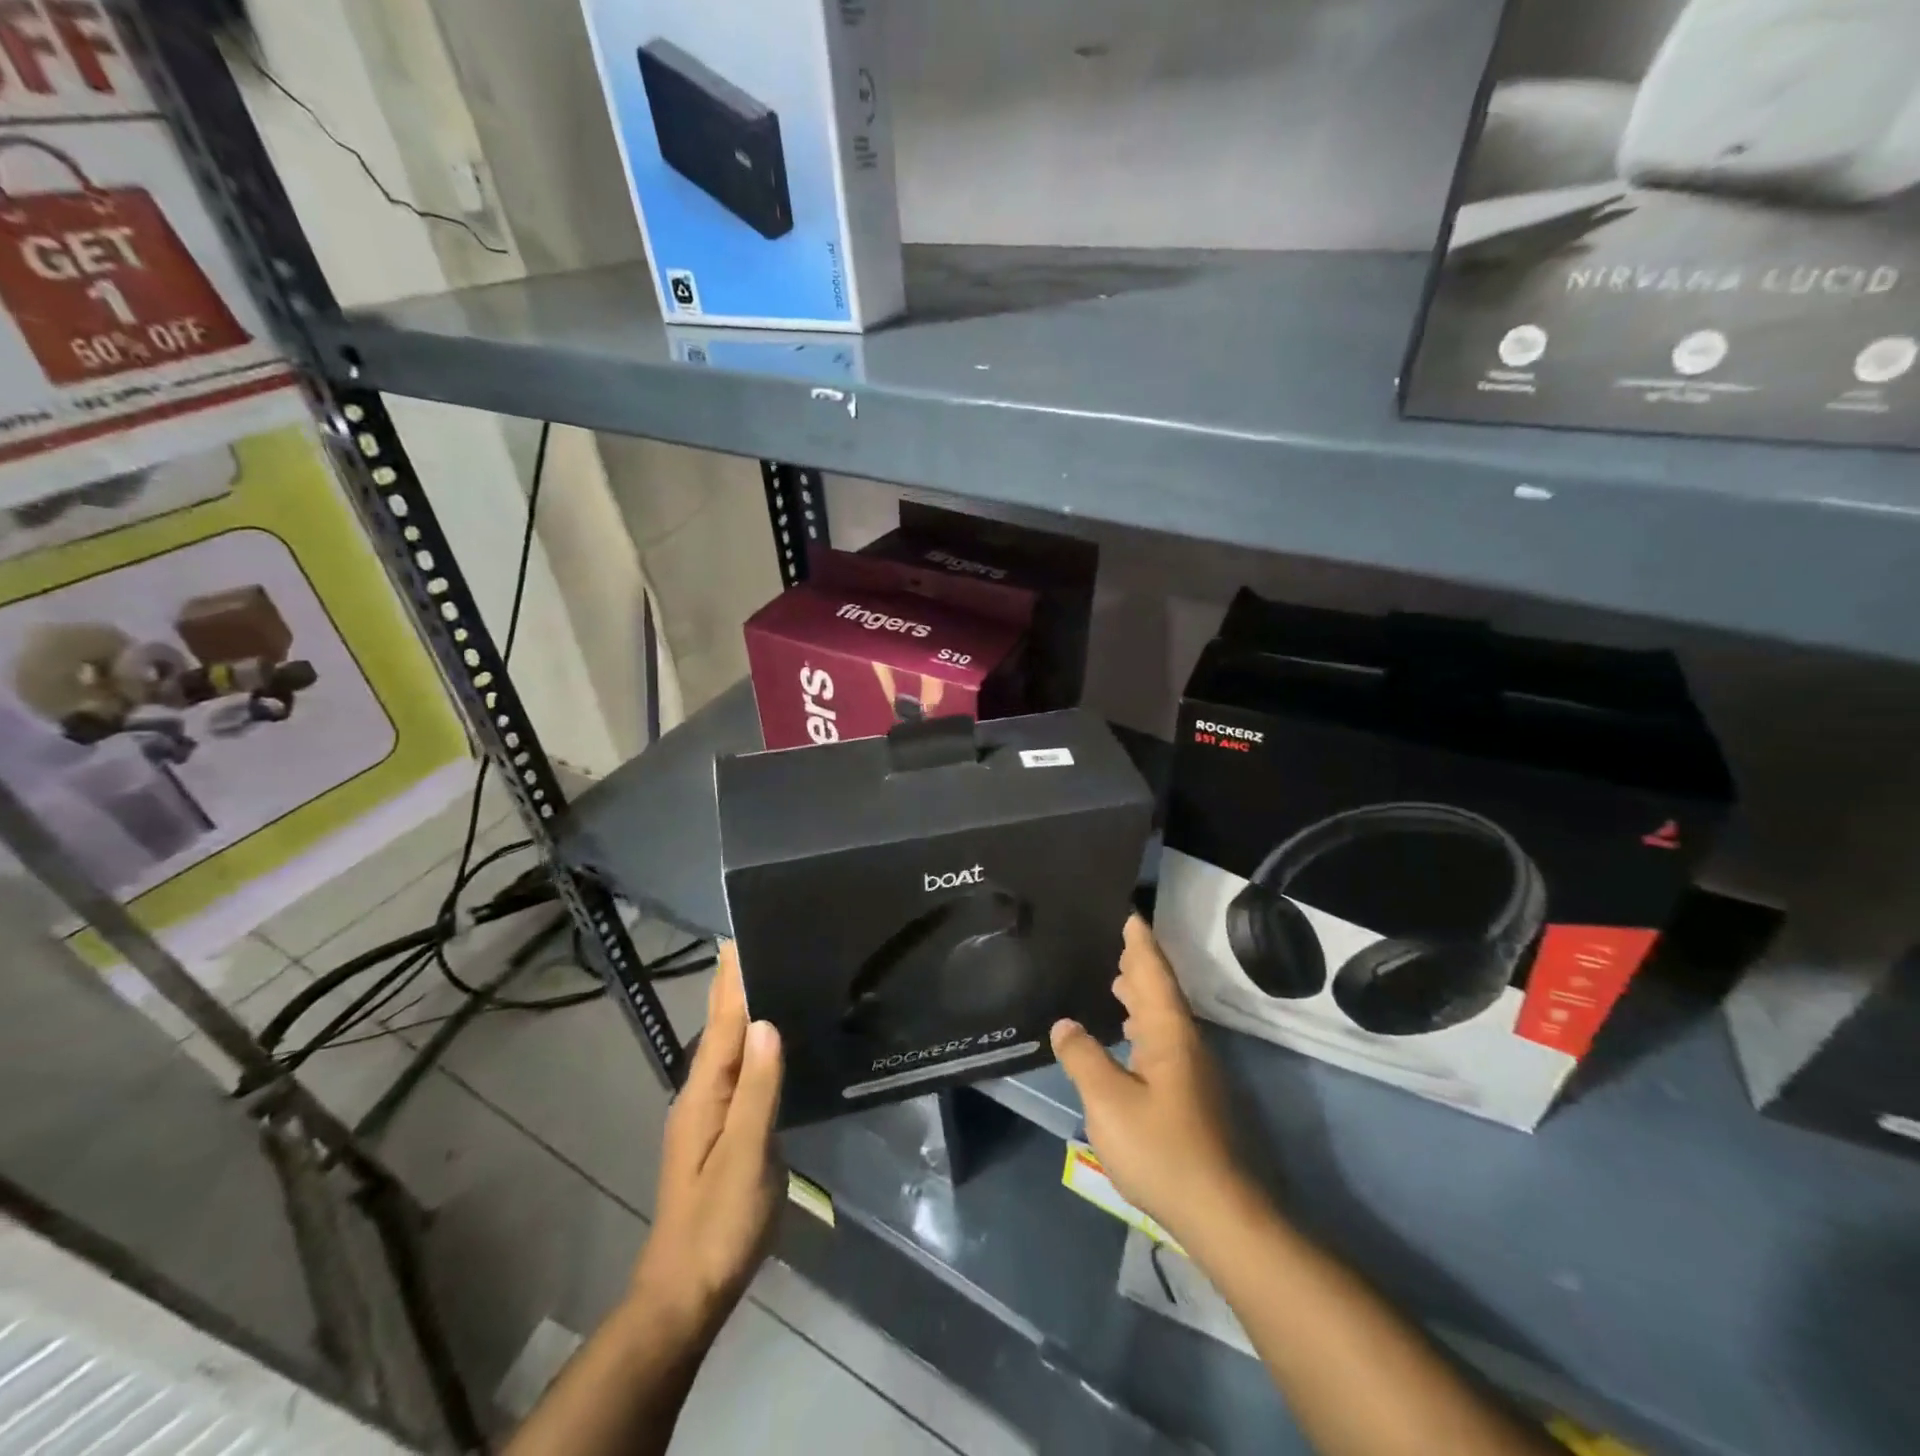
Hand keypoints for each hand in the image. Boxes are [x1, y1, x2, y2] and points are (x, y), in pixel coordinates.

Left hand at [630, 942, 783, 1334]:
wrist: (685, 1294)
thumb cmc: (717, 1224)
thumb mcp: (745, 1157)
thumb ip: (758, 1090)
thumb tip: (768, 1021)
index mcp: (704, 1092)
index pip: (723, 1020)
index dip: (733, 978)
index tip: (742, 935)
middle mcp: (702, 1093)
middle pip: (723, 1027)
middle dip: (737, 984)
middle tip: (764, 942)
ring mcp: (709, 1113)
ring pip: (730, 1047)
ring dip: (745, 1009)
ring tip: (771, 976)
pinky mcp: (722, 1131)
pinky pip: (740, 1070)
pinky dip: (753, 1042)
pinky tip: (770, 1040)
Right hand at [1051, 915, 1247, 1244]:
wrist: (1219, 1212)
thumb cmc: (1161, 1149)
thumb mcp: (1108, 1102)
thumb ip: (1084, 1058)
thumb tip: (1065, 1024)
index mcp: (1168, 1033)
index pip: (1152, 973)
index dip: (1139, 943)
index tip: (1128, 913)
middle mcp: (1184, 1044)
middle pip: (1161, 991)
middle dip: (1140, 963)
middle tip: (1117, 939)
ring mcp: (1191, 1072)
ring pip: (1163, 1018)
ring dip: (1142, 994)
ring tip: (1116, 979)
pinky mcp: (1190, 1096)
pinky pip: (1162, 1040)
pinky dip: (1143, 1024)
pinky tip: (1129, 1037)